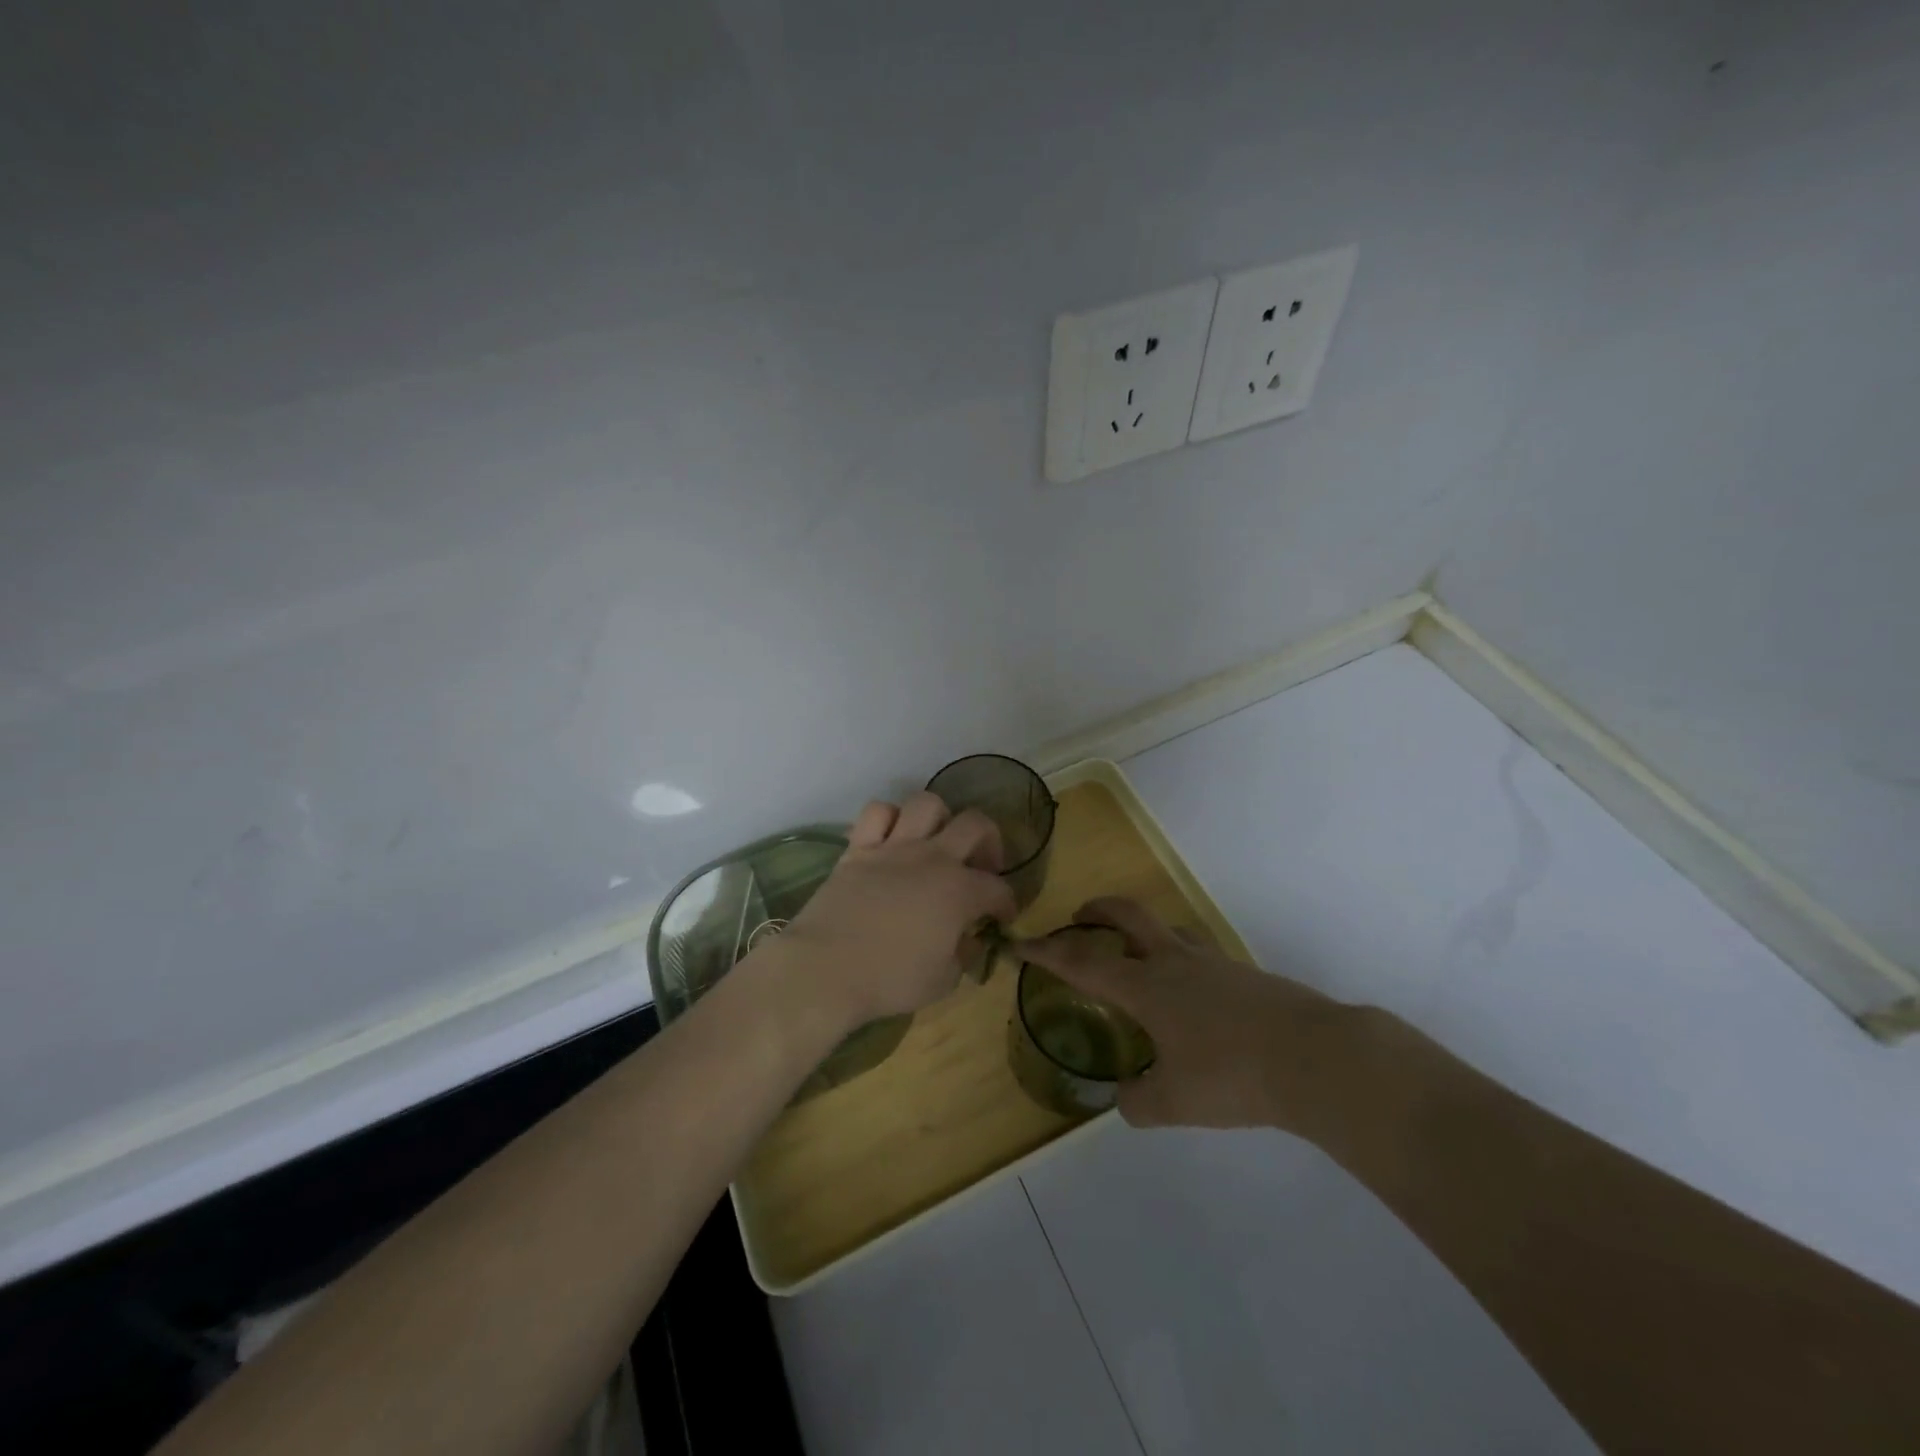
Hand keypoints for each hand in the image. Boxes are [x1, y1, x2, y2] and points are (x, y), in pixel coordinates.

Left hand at [779, 792, 1017, 1027]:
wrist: (826, 968)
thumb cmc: (890, 979)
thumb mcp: (943, 981)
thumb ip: (963, 956)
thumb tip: (969, 940)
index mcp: (960, 891)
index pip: (998, 888)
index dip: (1007, 903)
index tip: (1002, 918)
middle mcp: (933, 857)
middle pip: (975, 824)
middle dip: (988, 841)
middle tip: (980, 866)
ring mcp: (894, 847)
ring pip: (927, 803)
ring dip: (939, 819)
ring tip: (936, 842)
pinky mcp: (858, 847)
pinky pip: (877, 812)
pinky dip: (888, 819)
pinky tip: (891, 839)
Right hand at [1016, 897, 1361, 1134]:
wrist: (1315, 1058)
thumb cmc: (1233, 1075)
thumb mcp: (1175, 1102)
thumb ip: (1139, 1103)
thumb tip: (1124, 1099)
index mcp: (1146, 987)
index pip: (1082, 962)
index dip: (1046, 952)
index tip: (1019, 942)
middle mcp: (1174, 962)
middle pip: (1127, 916)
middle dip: (1097, 911)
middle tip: (1080, 917)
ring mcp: (1213, 962)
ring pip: (1167, 929)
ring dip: (1142, 931)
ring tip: (1137, 955)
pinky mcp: (1244, 973)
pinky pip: (1199, 954)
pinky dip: (1180, 960)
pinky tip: (1192, 997)